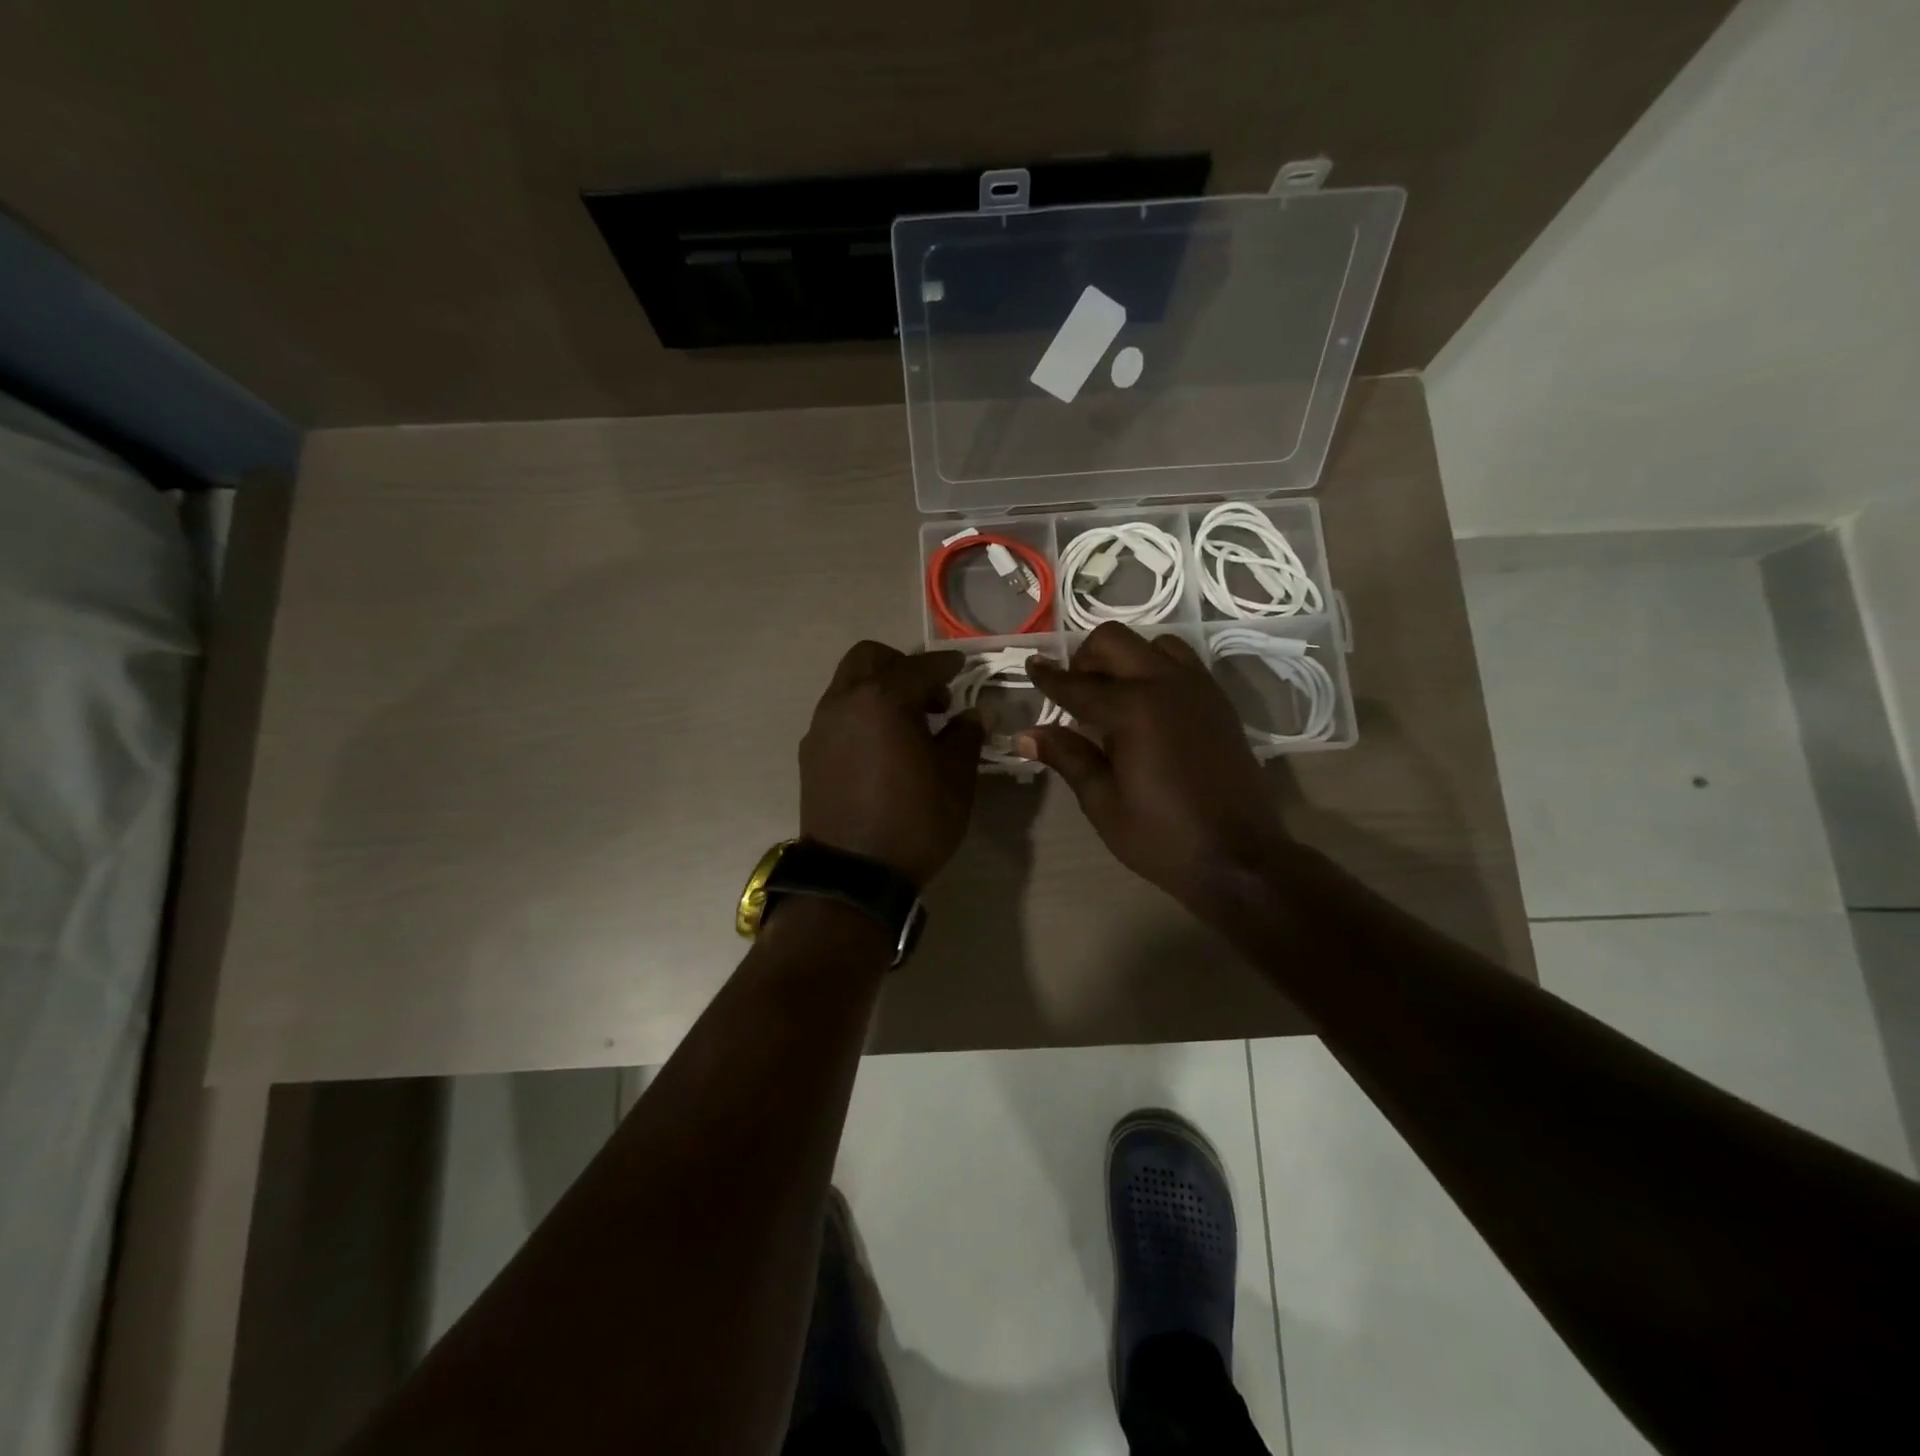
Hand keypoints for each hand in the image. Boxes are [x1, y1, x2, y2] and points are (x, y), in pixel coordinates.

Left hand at [800, 642, 984, 886]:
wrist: (852, 875)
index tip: (963, 668)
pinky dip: (861, 714)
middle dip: (903, 666)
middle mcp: (844, 702)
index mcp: (882, 700)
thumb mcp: (955, 779)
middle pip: (870, 658)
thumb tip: (974, 714)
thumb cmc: (913, 821)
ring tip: (907, 724)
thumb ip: (965, 736)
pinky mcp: (810, 753)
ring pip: (849, 684)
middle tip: (930, 697)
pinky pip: (838, 714)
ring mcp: (821, 727)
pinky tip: (881, 747)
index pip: (920, 667)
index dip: (946, 666)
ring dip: (879, 689)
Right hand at [1019, 624, 1288, 911]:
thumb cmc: (1162, 837)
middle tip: (1073, 692)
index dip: (1048, 677)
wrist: (1240, 857)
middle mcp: (1165, 684)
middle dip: (1085, 658)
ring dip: (1125, 658)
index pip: (1076, 684)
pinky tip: (1147, 705)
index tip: (1031, 666)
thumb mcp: (1103, 803)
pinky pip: (1182, 663)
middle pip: (1114, 641)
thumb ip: (1067, 757)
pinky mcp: (1218, 701)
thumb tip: (1025, 734)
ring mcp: (1198, 688)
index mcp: (1132, 710)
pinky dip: (1156, 668)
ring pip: (1153, 644)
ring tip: (1113, 695)